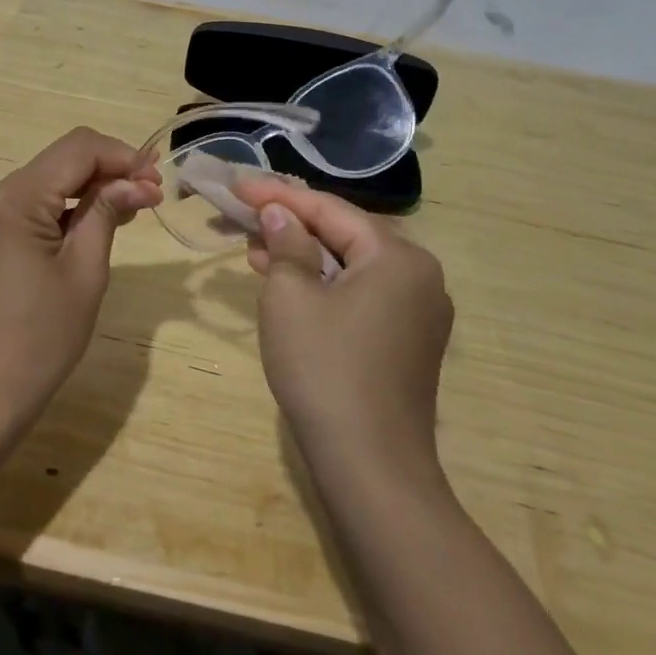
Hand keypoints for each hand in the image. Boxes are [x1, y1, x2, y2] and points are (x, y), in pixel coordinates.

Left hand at [0, 127, 161, 430]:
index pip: (75, 150)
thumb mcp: (84, 272)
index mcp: (8, 200)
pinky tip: (89, 223)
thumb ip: (107, 212)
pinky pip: (23, 206)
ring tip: (129, 208)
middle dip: (106, 173)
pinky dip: (58, 210)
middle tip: (150, 195)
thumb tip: (138, 180)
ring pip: (41, 183)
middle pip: (56, 164)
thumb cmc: (39, 340)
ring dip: (84, 191)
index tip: (156, 179)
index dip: (121, 155)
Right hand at [236, 177, 452, 466]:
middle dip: (289, 224)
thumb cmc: (325, 369)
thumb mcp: (290, 297)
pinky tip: (286, 283)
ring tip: (253, 249)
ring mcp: (418, 311)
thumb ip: (286, 243)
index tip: (237, 186)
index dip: (278, 195)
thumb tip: (279, 215)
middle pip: (343, 233)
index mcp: (397, 256)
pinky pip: (361, 293)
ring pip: (350, 265)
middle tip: (242, 216)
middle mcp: (418, 275)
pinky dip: (323, 284)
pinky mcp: (408, 341)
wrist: (371, 467)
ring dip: (302, 255)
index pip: (329, 209)